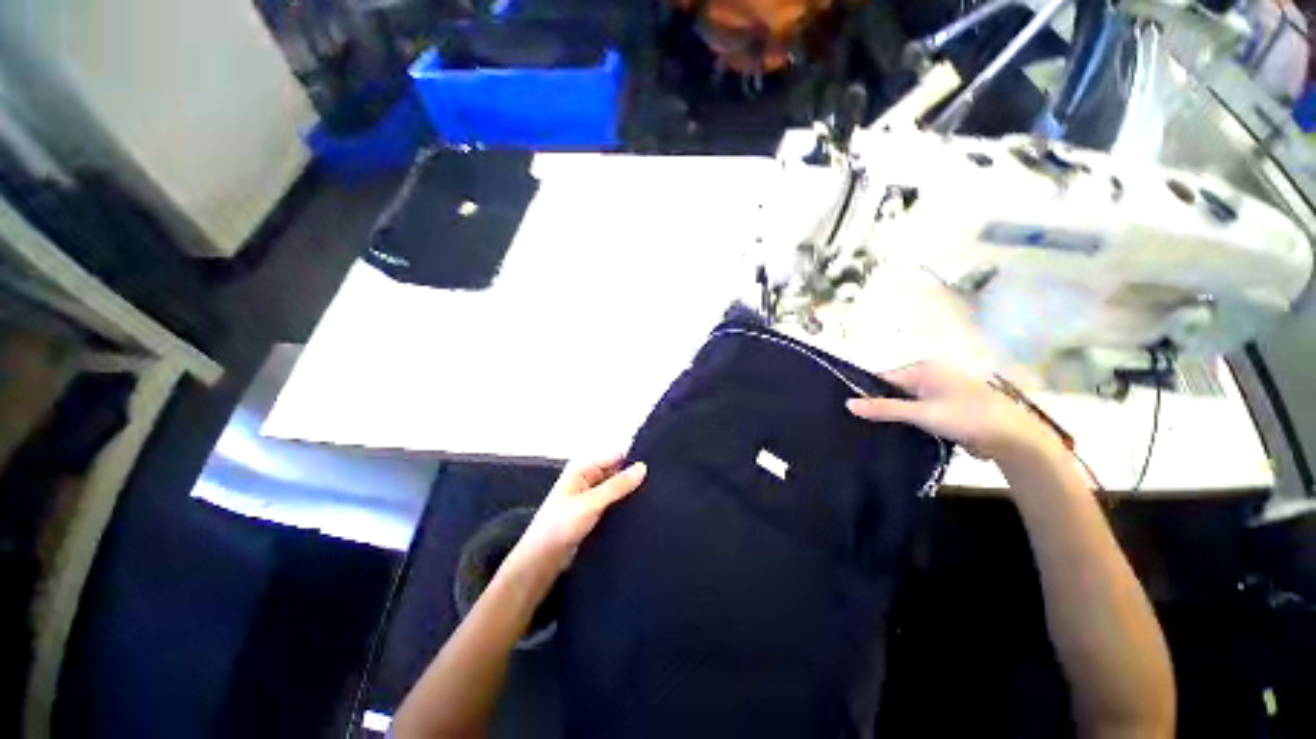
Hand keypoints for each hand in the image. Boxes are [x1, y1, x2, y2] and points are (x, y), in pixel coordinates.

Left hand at [510, 455, 646, 574]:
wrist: (542, 562)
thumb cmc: (560, 527)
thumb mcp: (590, 503)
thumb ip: (617, 485)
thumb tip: (643, 467)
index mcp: (584, 467)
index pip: (616, 454)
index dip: (635, 458)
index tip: (659, 464)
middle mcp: (590, 477)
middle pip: (619, 469)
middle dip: (636, 475)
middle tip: (662, 482)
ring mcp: (594, 495)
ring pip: (619, 487)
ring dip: (633, 491)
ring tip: (657, 495)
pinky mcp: (597, 511)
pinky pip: (617, 501)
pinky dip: (627, 503)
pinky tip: (644, 508)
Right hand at [846, 362, 1057, 461]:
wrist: (1015, 440)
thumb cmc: (968, 417)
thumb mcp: (922, 413)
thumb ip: (885, 409)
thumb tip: (848, 404)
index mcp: (923, 369)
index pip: (882, 378)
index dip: (865, 393)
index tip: (848, 411)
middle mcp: (928, 378)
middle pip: (892, 391)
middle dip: (878, 407)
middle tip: (856, 424)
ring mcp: (937, 395)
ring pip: (903, 405)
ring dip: (892, 417)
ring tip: (868, 432)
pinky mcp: (943, 411)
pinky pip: (916, 415)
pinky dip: (906, 424)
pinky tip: (892, 436)